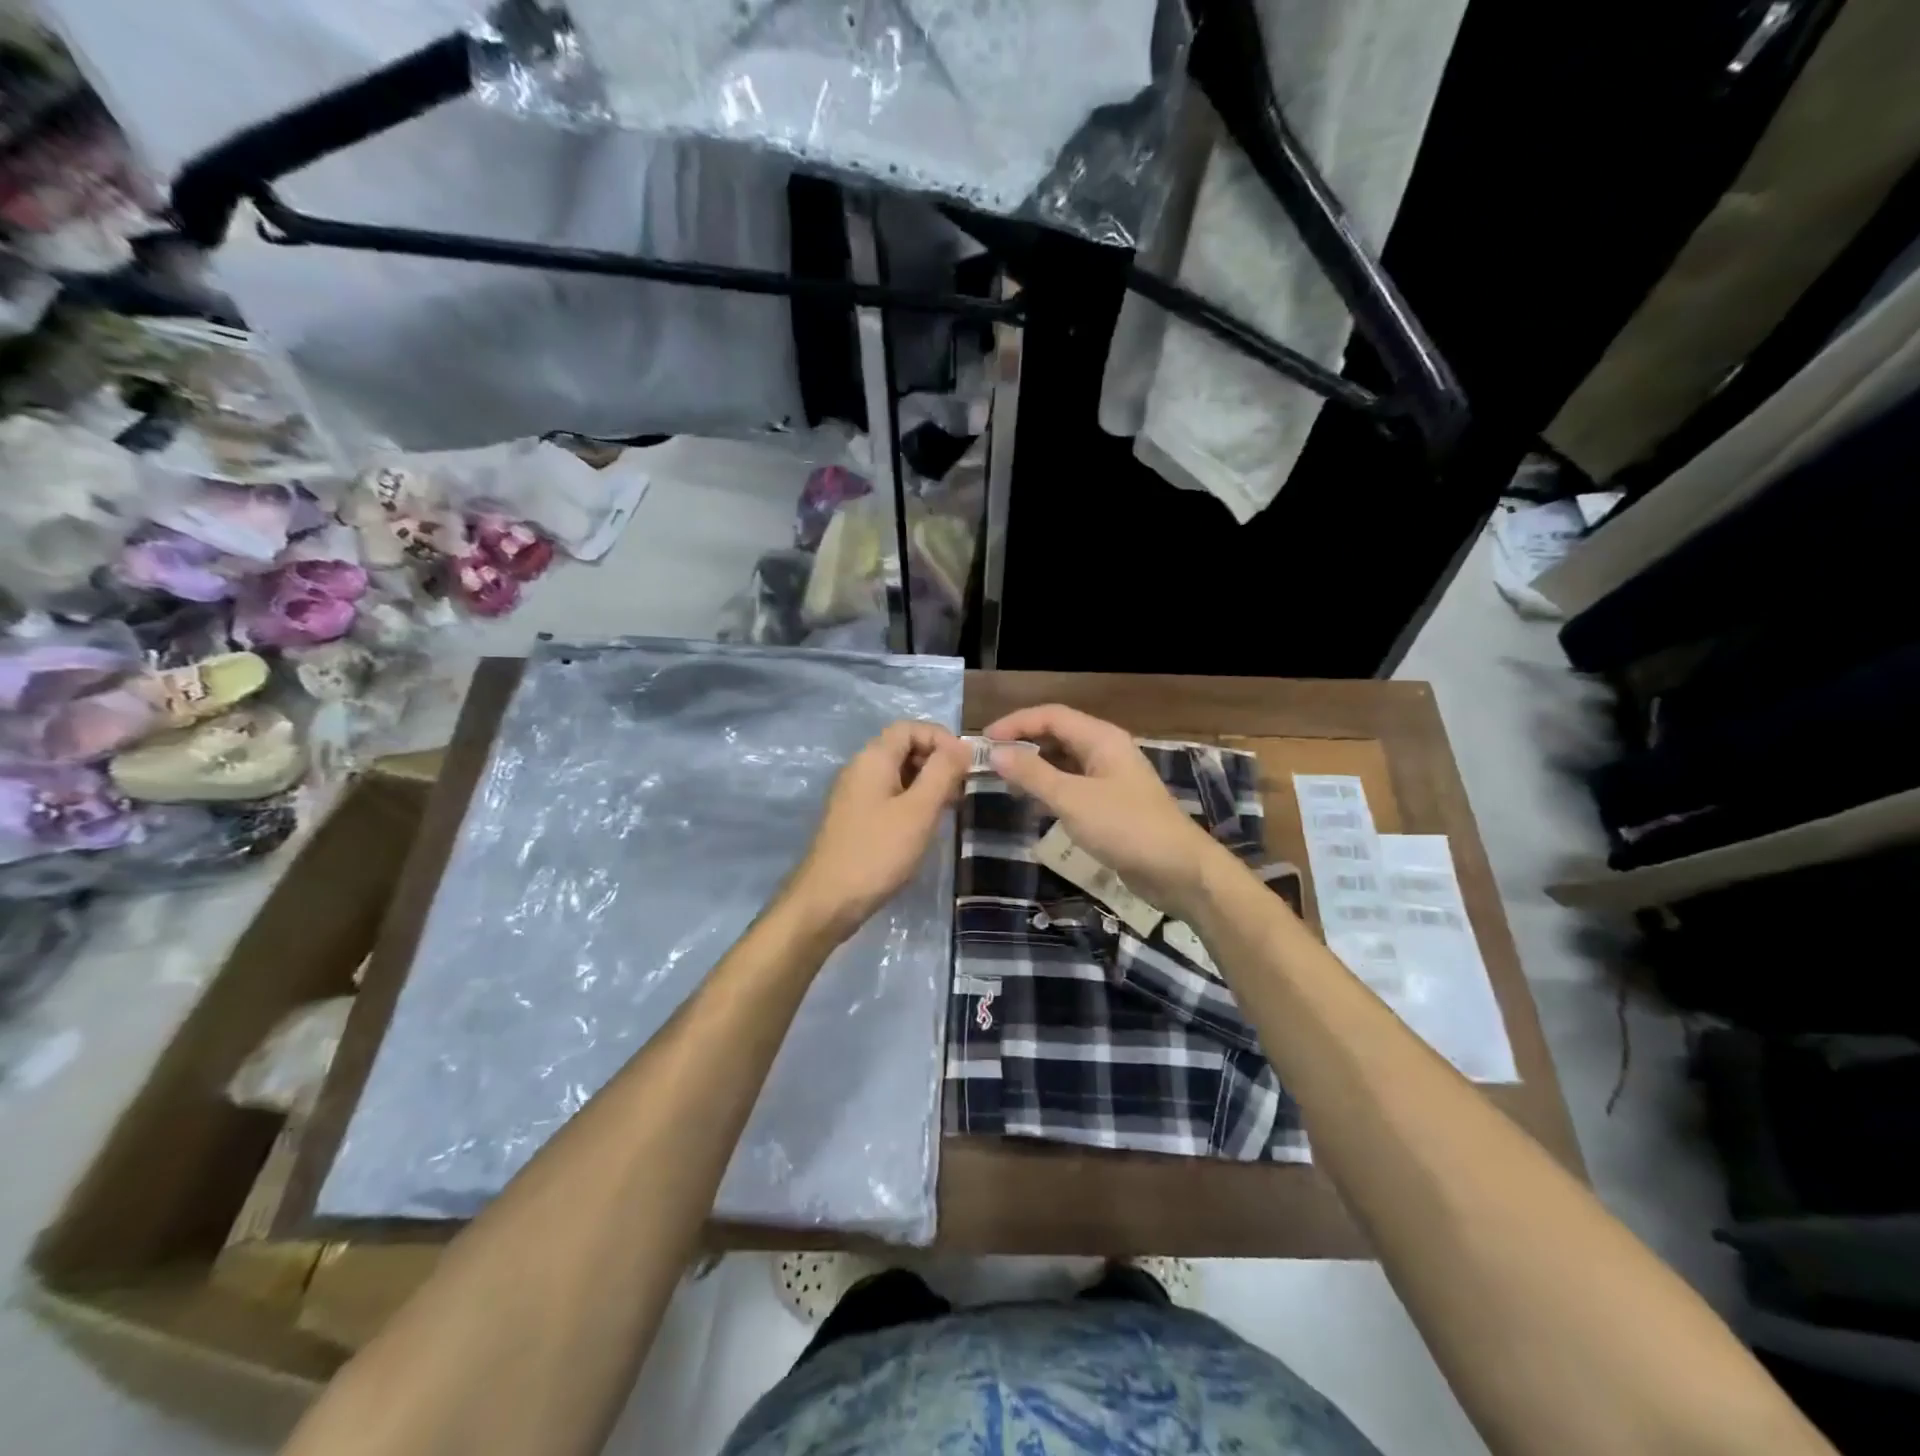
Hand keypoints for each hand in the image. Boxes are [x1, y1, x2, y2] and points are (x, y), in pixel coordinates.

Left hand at [788, 720, 970, 939]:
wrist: (827, 901)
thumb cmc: (877, 852)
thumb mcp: (918, 810)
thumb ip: (943, 772)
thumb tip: (963, 746)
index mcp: (873, 758)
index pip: (910, 727)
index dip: (942, 738)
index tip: (966, 765)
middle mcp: (860, 768)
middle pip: (904, 747)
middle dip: (937, 761)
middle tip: (962, 789)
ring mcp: (855, 794)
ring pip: (898, 773)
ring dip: (927, 783)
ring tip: (950, 808)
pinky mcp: (855, 818)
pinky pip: (889, 795)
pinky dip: (912, 801)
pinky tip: (926, 825)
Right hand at [984, 704, 1227, 919]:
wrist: (1178, 870)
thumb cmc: (1125, 827)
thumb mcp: (1072, 800)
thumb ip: (1033, 774)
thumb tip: (996, 752)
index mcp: (1101, 739)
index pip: (1051, 716)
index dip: (1016, 723)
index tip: (984, 742)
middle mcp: (1106, 751)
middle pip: (1058, 734)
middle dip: (1024, 743)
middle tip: (991, 762)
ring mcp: (1111, 778)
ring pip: (1065, 761)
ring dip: (1036, 767)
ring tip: (1005, 781)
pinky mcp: (1112, 804)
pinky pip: (1074, 785)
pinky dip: (1051, 788)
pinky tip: (1034, 803)